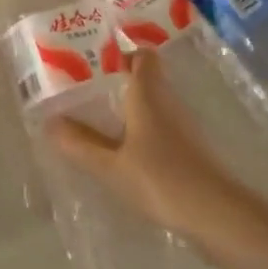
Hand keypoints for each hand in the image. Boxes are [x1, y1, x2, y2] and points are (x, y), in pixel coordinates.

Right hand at [47, 49, 252, 246]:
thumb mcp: (111, 165)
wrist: (217, 215)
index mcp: (148, 94)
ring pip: (154, 104)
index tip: (94, 62)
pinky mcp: (191, 149)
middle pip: (146, 79)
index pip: (142, 56)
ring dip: (130, 108)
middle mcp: (168, 101)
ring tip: (98, 120)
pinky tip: (125, 151)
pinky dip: (143, 130)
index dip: (121, 53)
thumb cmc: (161, 180)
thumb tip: (50, 122)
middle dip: (118, 81)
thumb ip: (80, 144)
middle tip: (85, 91)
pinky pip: (162, 127)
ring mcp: (184, 126)